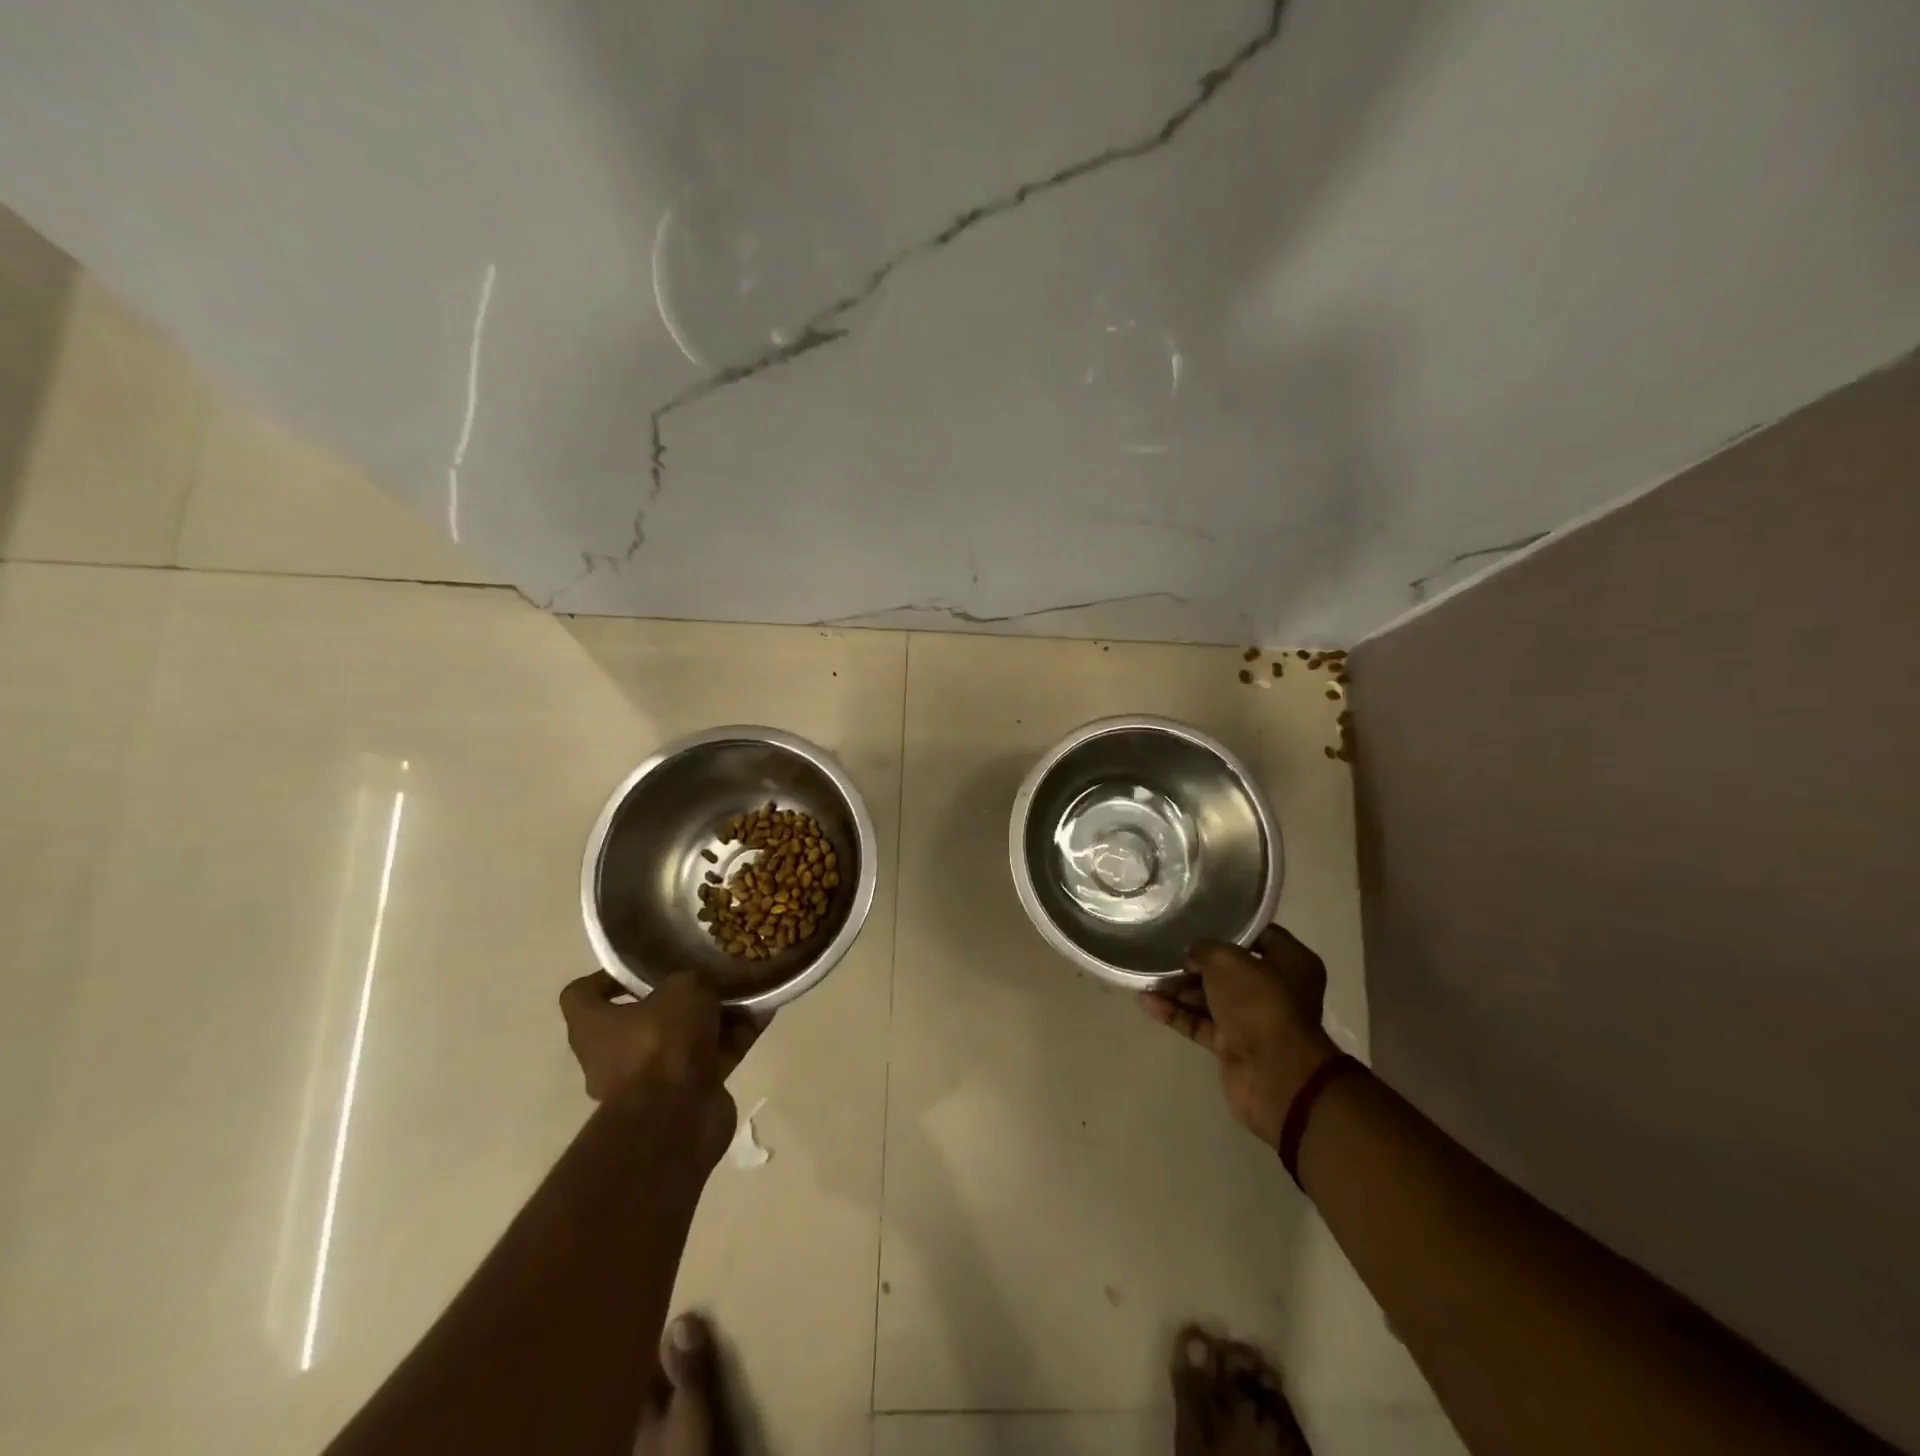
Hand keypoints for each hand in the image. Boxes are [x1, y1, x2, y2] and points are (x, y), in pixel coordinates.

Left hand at [559, 970, 765, 1103]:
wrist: (677, 1118)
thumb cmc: (662, 1042)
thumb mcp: (683, 988)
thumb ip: (694, 978)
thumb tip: (708, 981)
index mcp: (594, 1027)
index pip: (581, 994)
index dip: (607, 976)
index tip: (642, 965)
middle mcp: (614, 1054)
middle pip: (645, 1016)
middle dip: (681, 996)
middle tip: (709, 973)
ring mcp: (652, 1078)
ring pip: (686, 1036)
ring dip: (717, 1015)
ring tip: (748, 988)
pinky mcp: (687, 1094)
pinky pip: (714, 1055)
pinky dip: (737, 1036)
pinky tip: (765, 1013)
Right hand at [1140, 925, 1339, 1147]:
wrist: (1274, 1074)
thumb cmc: (1259, 1003)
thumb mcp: (1226, 960)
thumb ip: (1204, 949)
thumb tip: (1192, 955)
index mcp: (1291, 962)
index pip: (1257, 935)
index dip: (1227, 927)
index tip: (1196, 920)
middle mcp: (1275, 989)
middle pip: (1229, 969)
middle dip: (1195, 962)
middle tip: (1163, 950)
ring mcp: (1254, 1019)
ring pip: (1211, 997)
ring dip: (1180, 989)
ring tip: (1146, 976)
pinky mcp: (1234, 1046)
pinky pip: (1201, 1023)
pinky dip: (1177, 1014)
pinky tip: (1147, 1002)